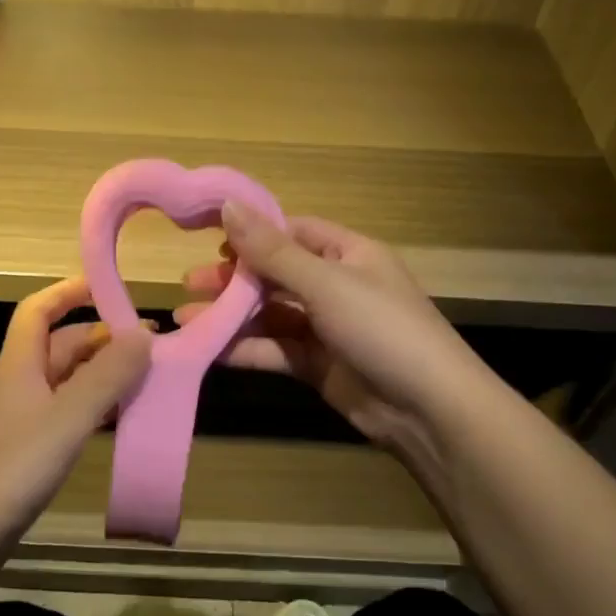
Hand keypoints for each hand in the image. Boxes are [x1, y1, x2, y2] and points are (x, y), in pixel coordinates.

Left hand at [0, 276, 152, 536]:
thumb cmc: (14, 465)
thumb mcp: (68, 416)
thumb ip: (107, 376)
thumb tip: (143, 334)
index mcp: (21, 363)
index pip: (38, 310)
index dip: (68, 291)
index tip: (108, 286)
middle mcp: (21, 383)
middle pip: (62, 345)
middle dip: (103, 338)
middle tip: (150, 344)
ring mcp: (25, 417)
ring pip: (69, 381)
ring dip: (104, 374)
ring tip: (147, 377)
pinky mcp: (31, 448)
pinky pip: (70, 412)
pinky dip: (97, 407)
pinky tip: (122, 417)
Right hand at [175, 206, 483, 476]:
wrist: (428, 410)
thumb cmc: (381, 328)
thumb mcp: (326, 283)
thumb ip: (273, 251)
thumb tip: (228, 205)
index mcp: (348, 253)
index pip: (293, 231)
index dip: (253, 233)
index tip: (210, 239)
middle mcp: (337, 285)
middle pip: (276, 274)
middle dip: (234, 278)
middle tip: (190, 284)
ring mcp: (327, 328)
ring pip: (271, 314)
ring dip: (232, 316)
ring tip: (187, 319)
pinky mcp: (318, 365)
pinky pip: (276, 349)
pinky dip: (246, 348)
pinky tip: (212, 350)